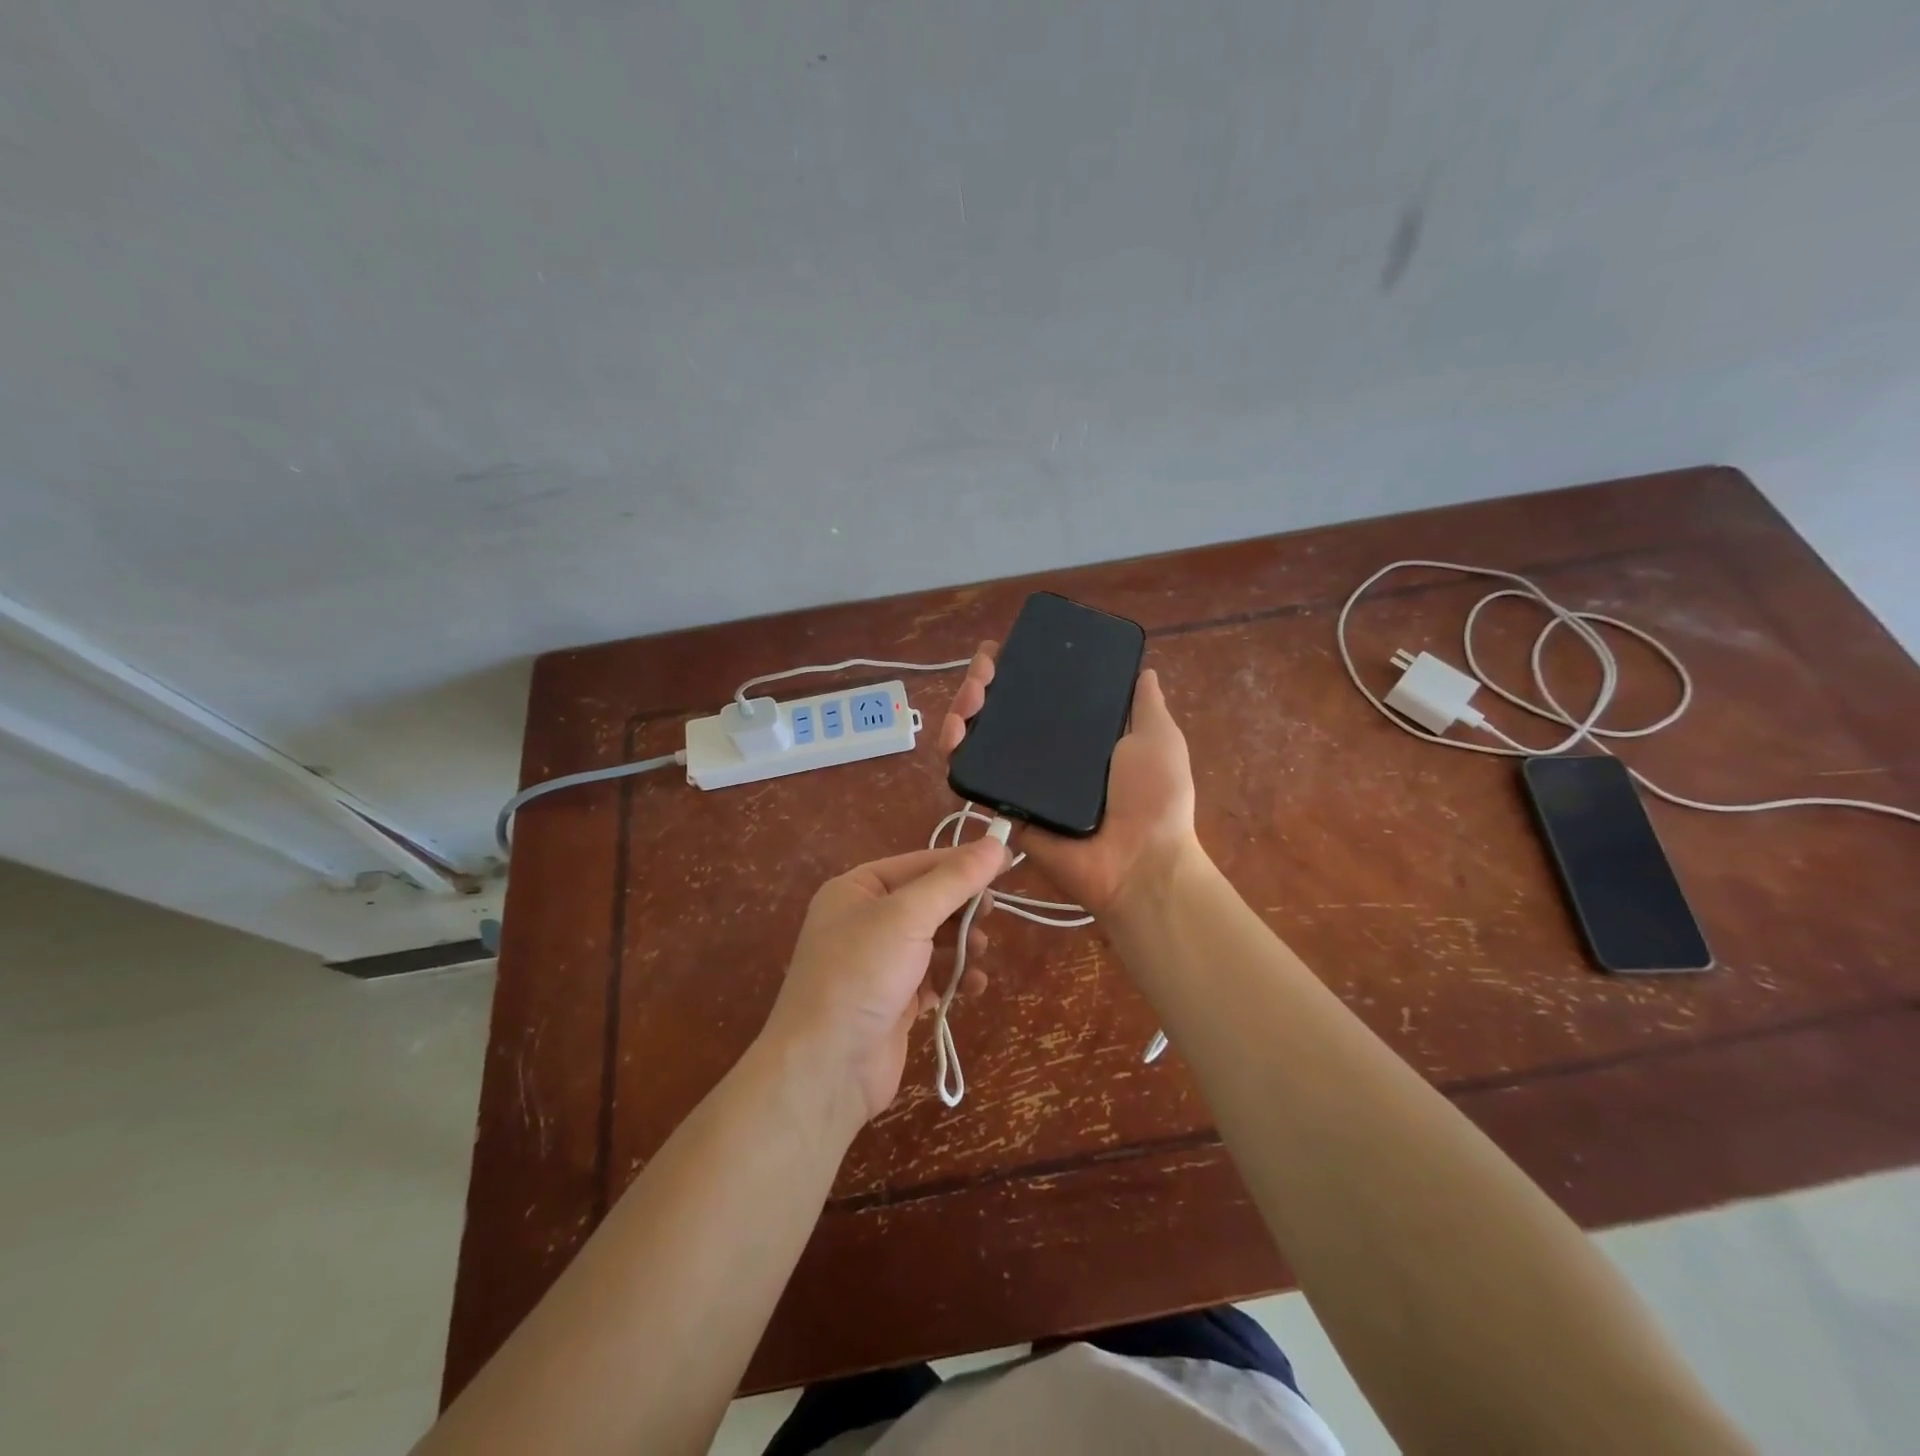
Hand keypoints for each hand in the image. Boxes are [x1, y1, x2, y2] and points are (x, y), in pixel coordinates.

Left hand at [764, 839, 1007, 1122]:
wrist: (826, 1067)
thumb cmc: (862, 973)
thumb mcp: (908, 915)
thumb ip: (955, 880)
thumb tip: (997, 843)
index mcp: (857, 889)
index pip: (920, 863)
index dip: (963, 862)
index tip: (1007, 861)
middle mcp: (865, 921)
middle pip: (929, 902)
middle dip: (961, 908)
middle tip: (989, 913)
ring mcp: (879, 963)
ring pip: (935, 940)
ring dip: (961, 944)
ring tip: (977, 952)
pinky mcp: (894, 1001)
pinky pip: (934, 977)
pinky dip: (955, 978)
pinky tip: (973, 986)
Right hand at [938, 642, 1201, 916]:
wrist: (1137, 863)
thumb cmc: (1154, 799)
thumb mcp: (1158, 738)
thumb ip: (1145, 704)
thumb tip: (1144, 668)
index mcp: (1078, 733)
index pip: (1039, 691)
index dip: (1018, 667)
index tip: (1004, 649)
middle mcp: (1046, 751)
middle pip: (1001, 708)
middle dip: (983, 682)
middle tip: (982, 672)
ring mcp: (1021, 778)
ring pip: (979, 735)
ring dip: (963, 708)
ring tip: (969, 698)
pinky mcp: (1004, 804)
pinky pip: (973, 775)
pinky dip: (956, 750)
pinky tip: (954, 733)